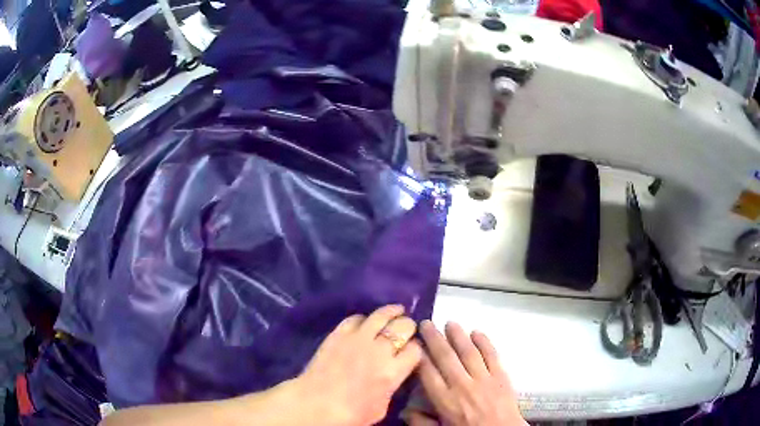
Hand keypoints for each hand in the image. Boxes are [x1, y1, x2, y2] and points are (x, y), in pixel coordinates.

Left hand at [292, 305, 422, 425]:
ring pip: (381, 315)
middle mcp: (379, 350)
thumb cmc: (351, 413)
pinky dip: (364, 318)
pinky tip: (367, 320)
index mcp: (392, 371)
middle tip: (407, 329)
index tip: (413, 350)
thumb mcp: (382, 407)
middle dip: (408, 327)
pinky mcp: (338, 334)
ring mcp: (357, 339)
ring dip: (393, 311)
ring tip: (398, 310)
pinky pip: (356, 318)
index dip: (417, 348)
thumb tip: (395, 373)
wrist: (315, 403)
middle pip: (403, 327)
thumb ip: (393, 385)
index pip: (415, 349)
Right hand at [411, 321, 525, 425]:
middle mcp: (462, 385)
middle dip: (434, 339)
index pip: (428, 373)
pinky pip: (492, 355)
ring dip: (458, 336)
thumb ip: (421, 422)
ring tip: (450, 323)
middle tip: (426, 323)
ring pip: (469, 352)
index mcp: (445, 400)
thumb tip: (404, 410)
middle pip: (446, 357)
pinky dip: (485, 342)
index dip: (419, 356)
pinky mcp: (501, 376)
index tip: (414, 343)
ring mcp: (484, 379)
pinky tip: (477, 332)